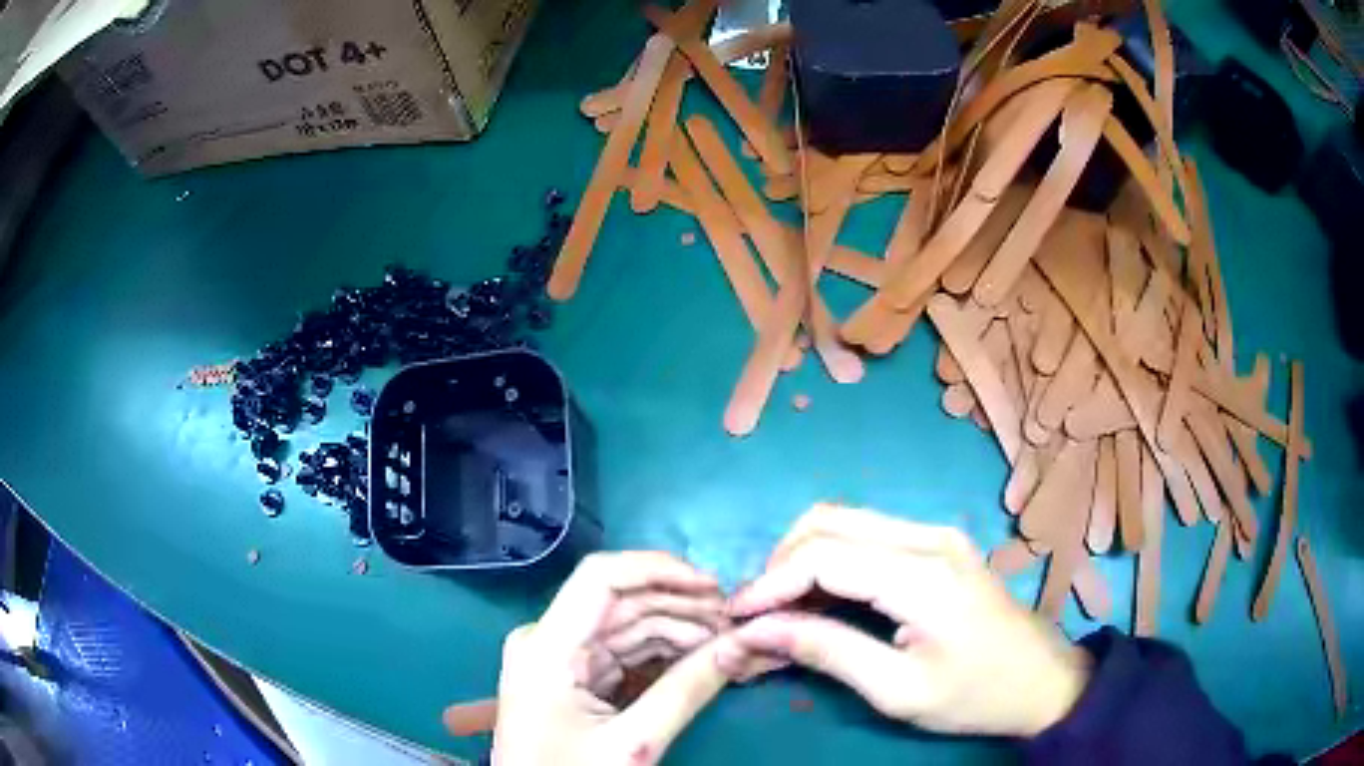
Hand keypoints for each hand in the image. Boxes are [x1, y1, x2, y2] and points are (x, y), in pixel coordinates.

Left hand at [491, 552, 733, 765]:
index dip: (660, 570)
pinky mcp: (573, 678)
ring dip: (679, 631)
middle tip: (737, 622)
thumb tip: (741, 643)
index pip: (601, 577)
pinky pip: (624, 654)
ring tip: (728, 641)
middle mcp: (548, 640)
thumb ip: (686, 692)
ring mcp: (560, 659)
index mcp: (547, 646)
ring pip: (627, 627)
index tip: (716, 586)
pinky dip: (664, 655)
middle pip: (621, 602)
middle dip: (682, 607)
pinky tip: (700, 659)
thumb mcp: (632, 744)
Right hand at [721, 504, 1088, 736]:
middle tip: (757, 615)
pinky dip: (829, 561)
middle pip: (827, 521)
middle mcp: (928, 536)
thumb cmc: (975, 696)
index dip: (769, 583)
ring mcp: (936, 534)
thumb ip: (827, 652)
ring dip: (801, 559)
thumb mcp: (898, 692)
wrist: (1043, 680)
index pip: (823, 554)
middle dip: (779, 564)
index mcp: (923, 575)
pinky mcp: (937, 544)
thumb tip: (758, 632)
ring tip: (780, 610)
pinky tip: (819, 600)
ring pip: (843, 522)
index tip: (735, 618)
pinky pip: (866, 536)